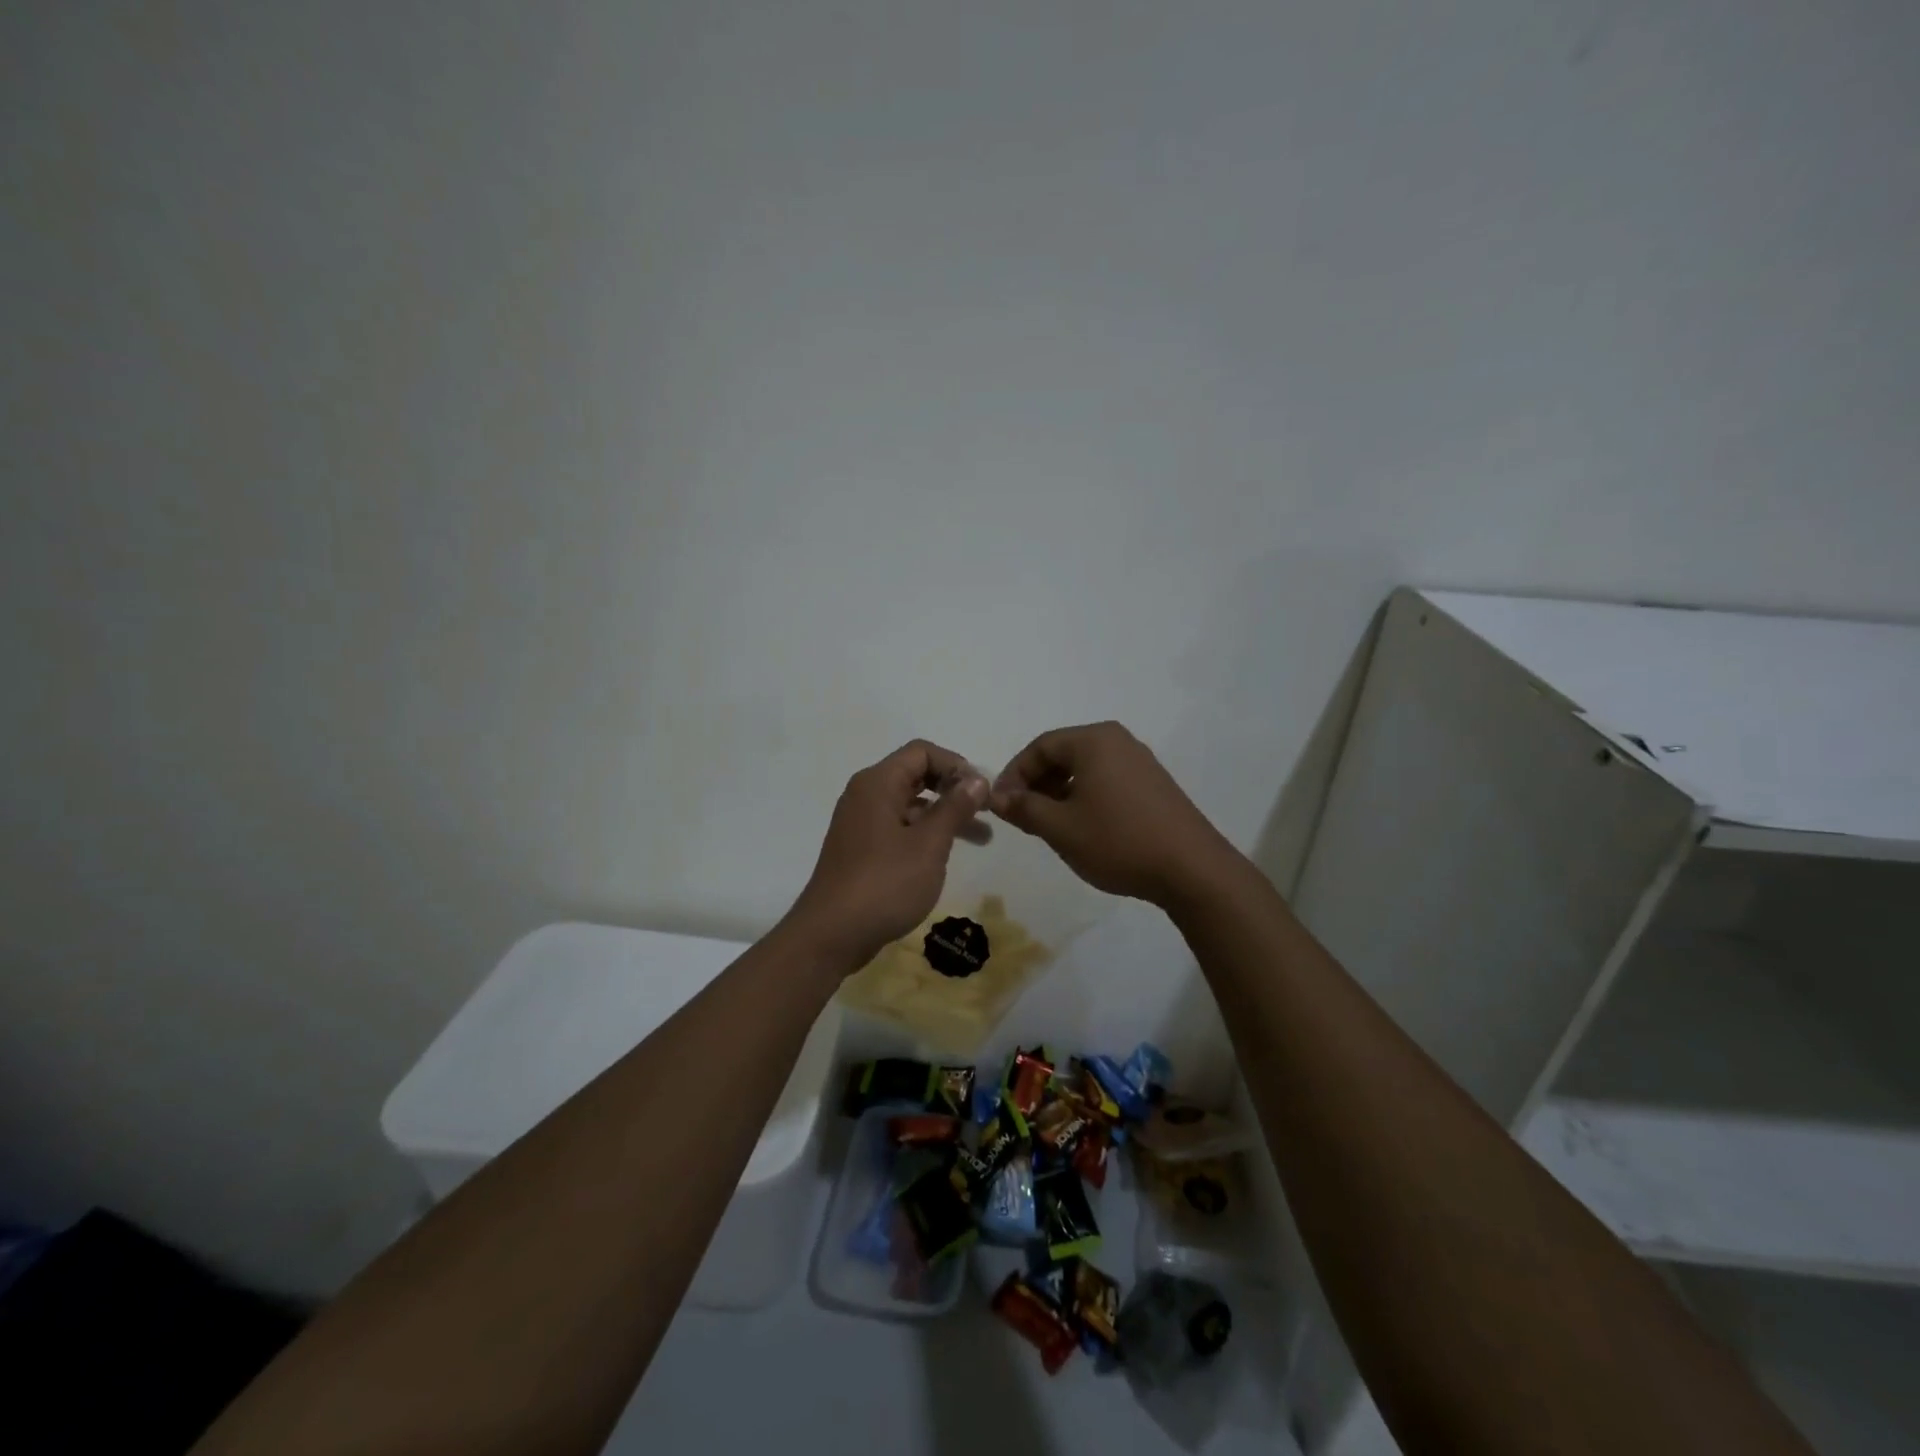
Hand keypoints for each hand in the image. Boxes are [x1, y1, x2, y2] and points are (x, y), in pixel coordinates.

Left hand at [786, 740, 989, 970]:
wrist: (831, 935)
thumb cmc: (884, 883)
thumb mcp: (929, 844)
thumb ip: (955, 808)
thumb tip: (977, 779)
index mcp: (878, 783)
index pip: (922, 752)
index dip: (956, 765)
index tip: (983, 791)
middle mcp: (866, 795)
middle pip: (916, 775)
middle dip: (954, 790)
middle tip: (987, 810)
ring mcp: (861, 823)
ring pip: (910, 805)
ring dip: (945, 816)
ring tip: (983, 838)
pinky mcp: (861, 849)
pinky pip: (899, 828)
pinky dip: (925, 834)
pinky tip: (946, 855)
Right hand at [990, 721, 1235, 906]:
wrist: (1191, 869)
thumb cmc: (1118, 841)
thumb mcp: (1060, 827)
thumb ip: (1024, 808)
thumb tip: (997, 798)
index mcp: (1093, 740)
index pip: (1039, 747)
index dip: (1013, 775)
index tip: (1000, 805)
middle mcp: (1118, 740)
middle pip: (1062, 754)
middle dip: (1036, 784)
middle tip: (1021, 816)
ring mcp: (1139, 761)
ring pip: (1084, 769)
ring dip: (1058, 792)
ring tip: (1047, 825)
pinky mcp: (1153, 784)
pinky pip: (1106, 780)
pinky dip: (1084, 797)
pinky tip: (1081, 827)